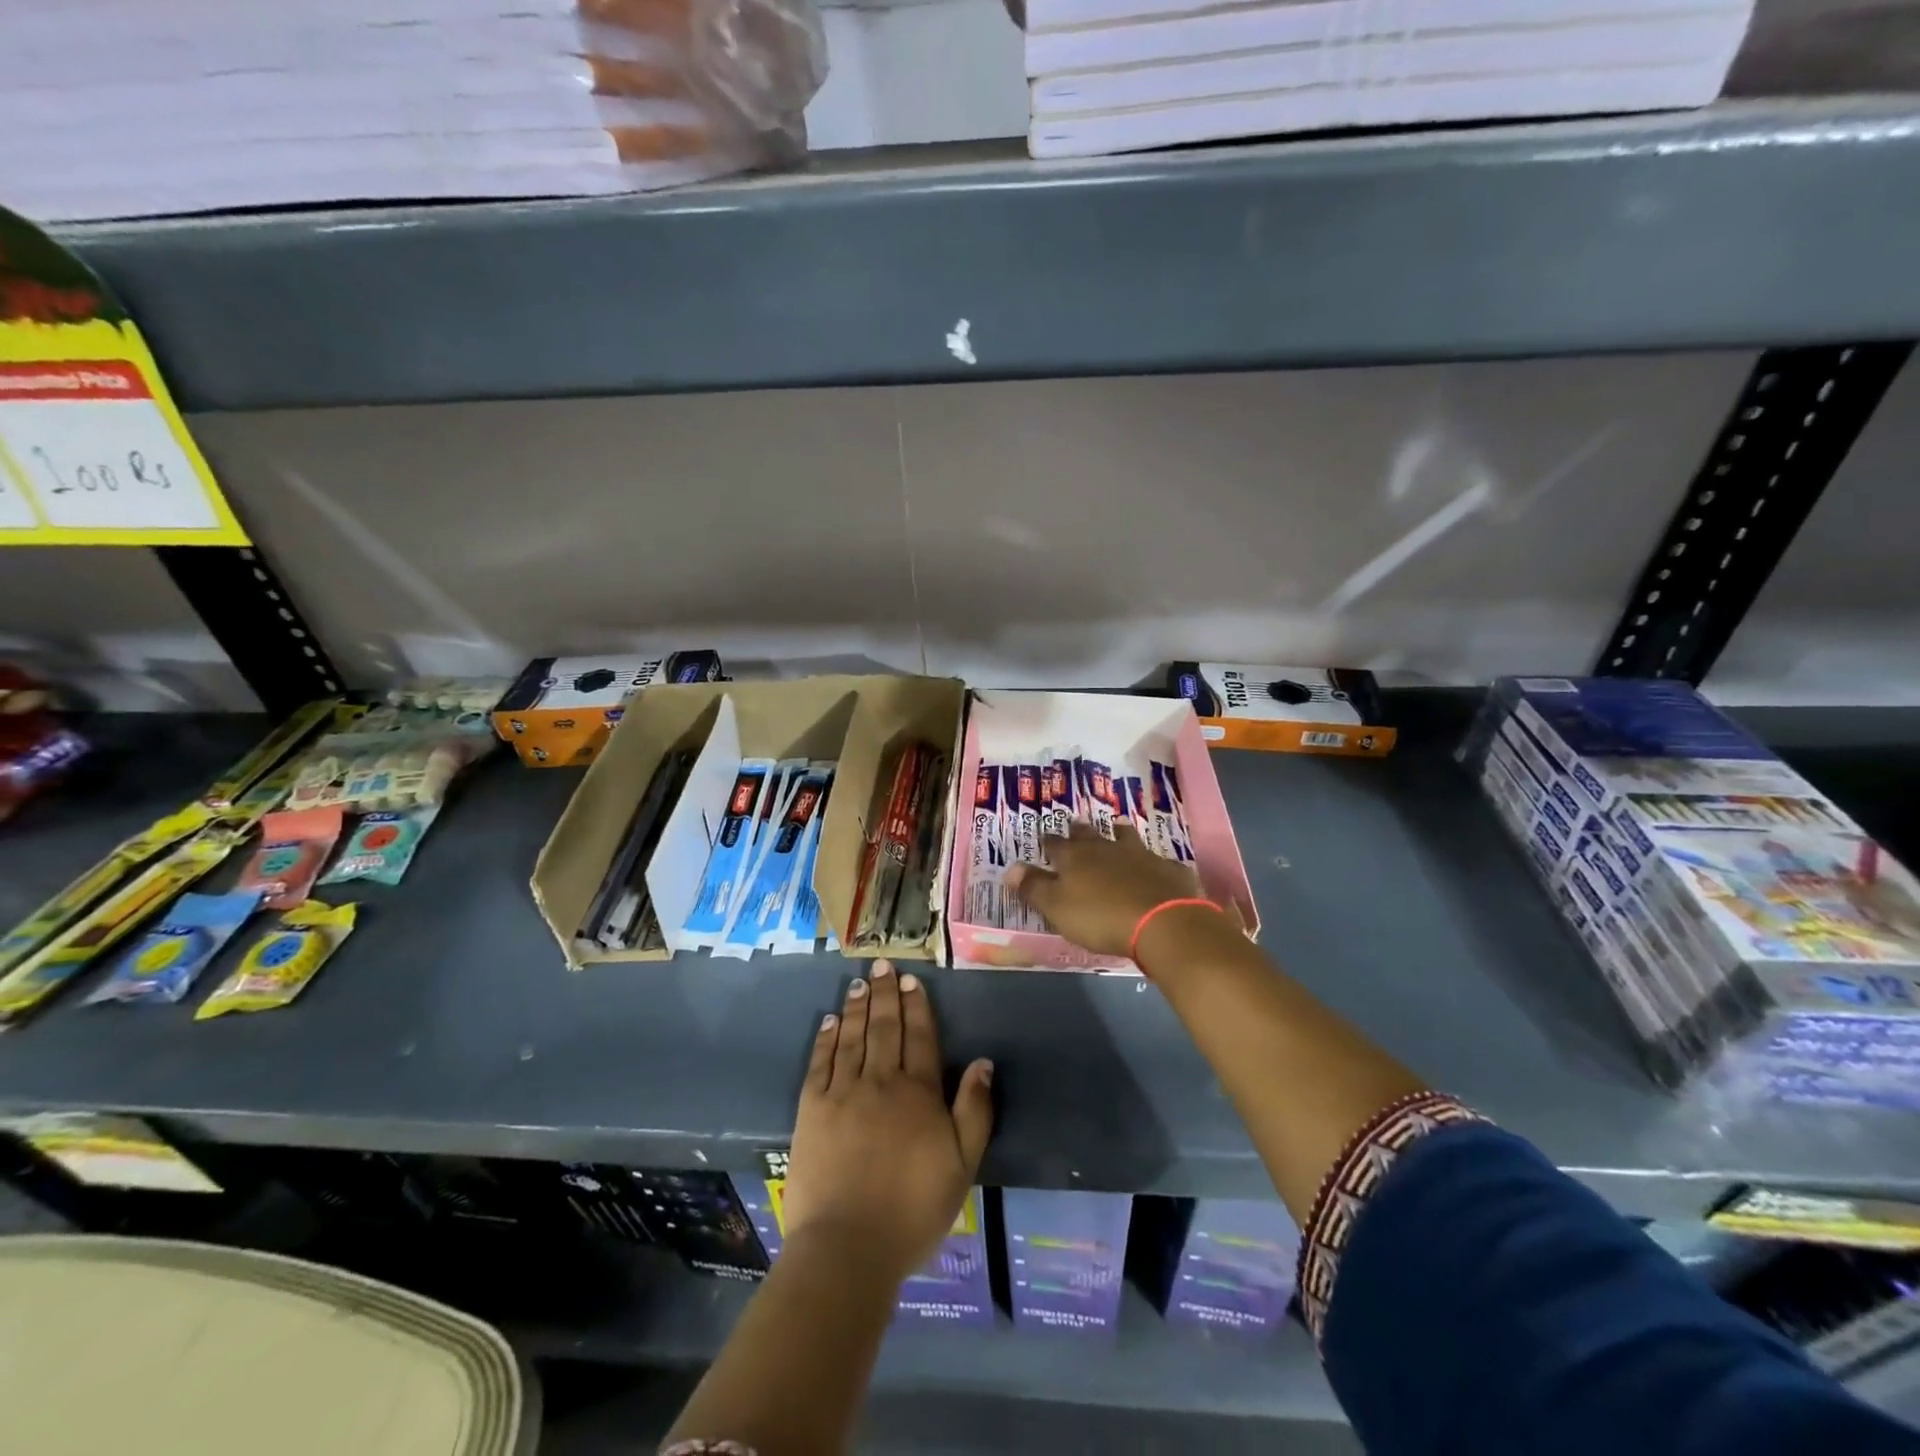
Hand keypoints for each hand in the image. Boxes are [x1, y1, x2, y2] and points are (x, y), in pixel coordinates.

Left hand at [784, 963, 994, 1285]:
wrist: (848, 1247)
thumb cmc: (913, 1210)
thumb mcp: (962, 1165)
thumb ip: (974, 1110)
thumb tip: (983, 1062)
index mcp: (918, 1093)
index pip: (920, 1037)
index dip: (916, 1006)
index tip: (911, 979)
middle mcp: (881, 1081)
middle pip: (885, 1028)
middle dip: (885, 994)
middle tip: (882, 965)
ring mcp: (843, 1092)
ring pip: (853, 1037)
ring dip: (857, 1007)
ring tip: (859, 983)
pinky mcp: (811, 1109)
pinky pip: (820, 1063)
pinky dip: (826, 1039)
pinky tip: (829, 1021)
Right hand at [1005, 822, 1211, 956]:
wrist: (1162, 922)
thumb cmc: (1101, 917)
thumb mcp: (1057, 907)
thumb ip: (1034, 888)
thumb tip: (1010, 868)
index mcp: (1075, 858)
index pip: (1055, 845)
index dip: (1048, 842)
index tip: (1044, 838)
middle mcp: (1105, 848)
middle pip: (1089, 835)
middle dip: (1079, 830)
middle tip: (1075, 824)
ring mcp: (1140, 855)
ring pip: (1125, 838)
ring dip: (1119, 833)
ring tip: (1117, 826)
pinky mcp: (1167, 869)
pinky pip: (1157, 861)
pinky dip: (1152, 862)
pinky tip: (1155, 865)